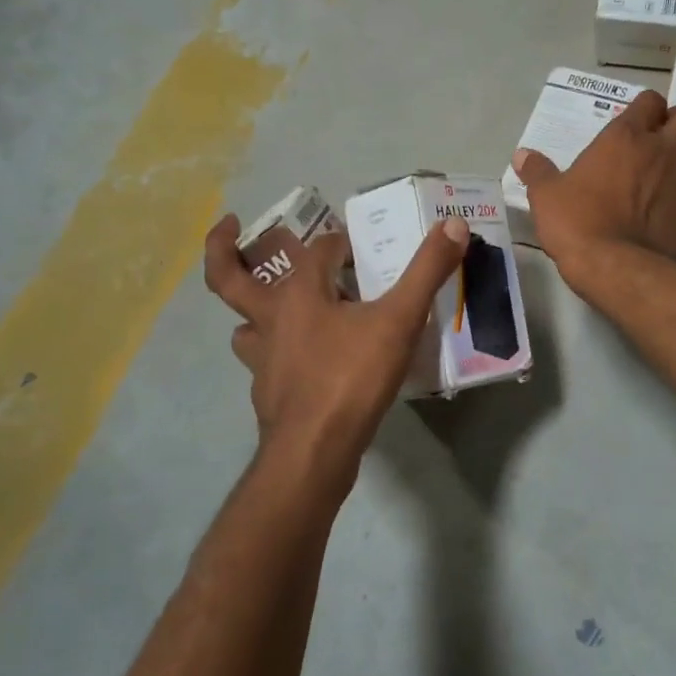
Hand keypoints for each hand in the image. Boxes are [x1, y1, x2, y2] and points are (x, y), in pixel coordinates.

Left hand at [203, 212, 469, 483]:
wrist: (315, 451)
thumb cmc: (352, 377)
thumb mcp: (399, 320)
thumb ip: (427, 271)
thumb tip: (454, 224)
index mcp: (299, 293)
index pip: (317, 250)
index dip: (340, 241)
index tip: (361, 246)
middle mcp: (270, 320)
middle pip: (229, 278)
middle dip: (222, 249)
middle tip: (230, 226)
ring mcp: (263, 360)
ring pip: (244, 326)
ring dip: (253, 312)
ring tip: (274, 305)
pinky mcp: (267, 393)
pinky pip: (264, 364)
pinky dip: (276, 355)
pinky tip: (299, 363)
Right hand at [514, 89, 675, 281]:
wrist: (614, 265)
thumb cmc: (576, 221)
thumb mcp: (546, 195)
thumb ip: (537, 171)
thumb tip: (521, 155)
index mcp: (625, 136)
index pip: (651, 100)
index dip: (647, 108)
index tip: (637, 122)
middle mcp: (662, 148)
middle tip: (665, 139)